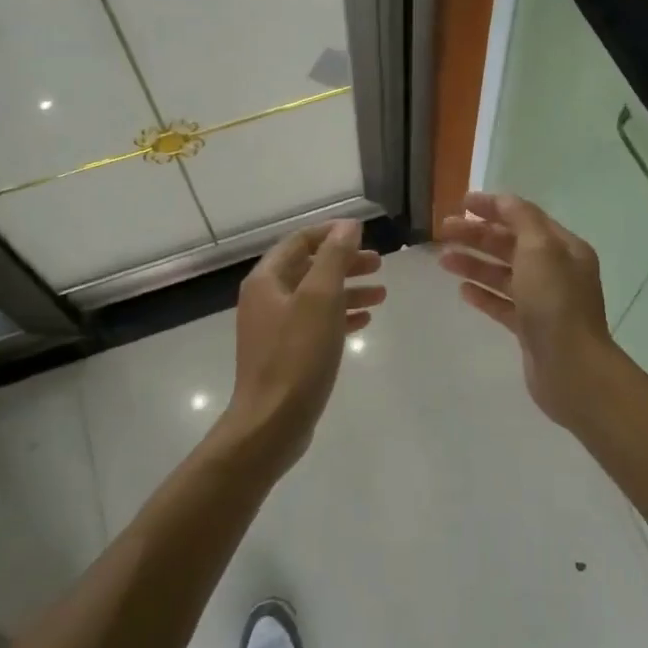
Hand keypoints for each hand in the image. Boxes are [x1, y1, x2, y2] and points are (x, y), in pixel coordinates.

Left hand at [221, 219, 384, 473]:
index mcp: (267, 280)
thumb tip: (348, 225)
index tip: (364, 233)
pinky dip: (339, 316)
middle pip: (309, 268)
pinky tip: (364, 320)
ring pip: (315, 297)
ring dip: (347, 290)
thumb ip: (335, 258)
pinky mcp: (285, 353)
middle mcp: (266, 298)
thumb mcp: (321, 299)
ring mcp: (274, 328)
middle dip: (345, 263)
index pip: (300, 241)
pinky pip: (315, 323)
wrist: (272, 422)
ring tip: (381, 294)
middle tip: (379, 264)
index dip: (331, 233)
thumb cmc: (297, 355)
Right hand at [438, 192, 620, 428]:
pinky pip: (503, 304)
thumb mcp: (541, 249)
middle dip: (478, 235)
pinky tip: (462, 291)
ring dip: (474, 263)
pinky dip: (483, 294)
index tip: (462, 203)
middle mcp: (557, 271)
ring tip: (443, 260)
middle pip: (511, 245)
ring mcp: (543, 301)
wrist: (571, 368)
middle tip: (443, 231)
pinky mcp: (530, 329)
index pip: (525, 217)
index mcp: (564, 248)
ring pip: (503, 274)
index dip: (494, 207)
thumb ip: (521, 219)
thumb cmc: (555, 302)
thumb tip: (503, 202)